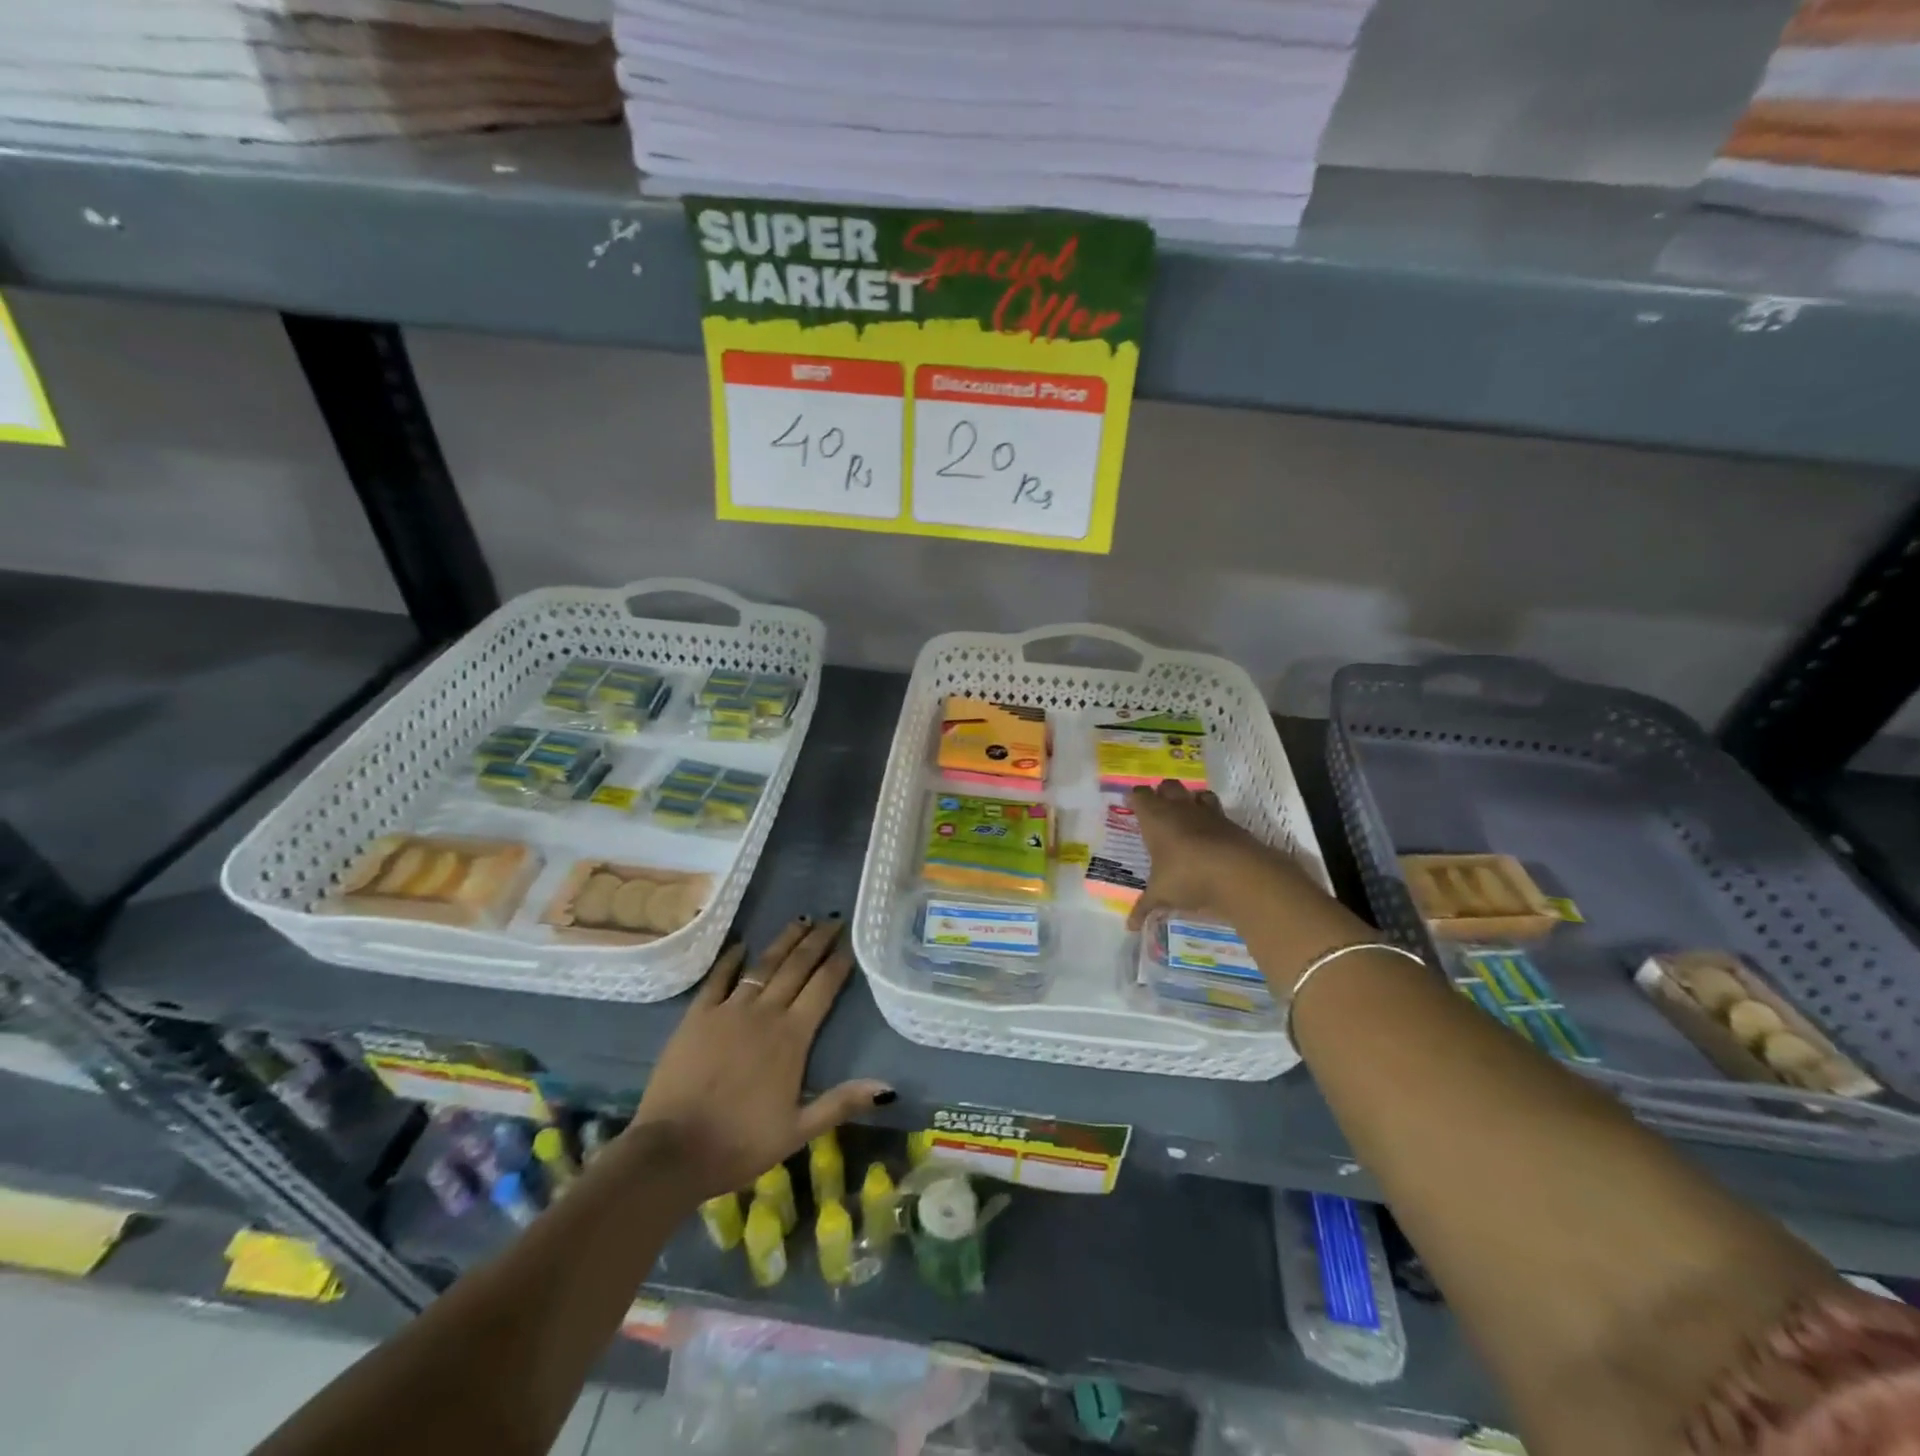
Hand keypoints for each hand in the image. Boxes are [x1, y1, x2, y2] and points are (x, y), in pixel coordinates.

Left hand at [629, 916, 889, 1202]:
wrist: (672, 1151)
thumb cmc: (739, 1144)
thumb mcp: (797, 1132)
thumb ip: (841, 1103)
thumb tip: (888, 1087)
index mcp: (792, 1038)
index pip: (822, 988)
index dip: (838, 963)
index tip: (850, 942)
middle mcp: (765, 1013)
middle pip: (796, 967)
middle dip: (817, 941)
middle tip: (832, 919)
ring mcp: (729, 1011)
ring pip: (763, 965)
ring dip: (784, 941)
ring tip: (800, 920)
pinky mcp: (697, 1016)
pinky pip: (718, 979)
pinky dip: (731, 959)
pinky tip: (741, 945)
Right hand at [1126, 780, 1299, 930]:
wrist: (1237, 873)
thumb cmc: (1186, 876)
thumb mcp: (1161, 894)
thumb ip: (1144, 907)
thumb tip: (1128, 927)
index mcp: (1155, 818)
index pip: (1140, 795)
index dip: (1135, 798)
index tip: (1131, 804)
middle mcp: (1180, 809)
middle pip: (1168, 786)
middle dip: (1162, 793)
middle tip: (1158, 809)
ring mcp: (1208, 814)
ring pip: (1197, 794)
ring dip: (1192, 800)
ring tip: (1188, 817)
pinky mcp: (1231, 824)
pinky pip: (1219, 814)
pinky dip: (1213, 822)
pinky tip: (1211, 837)